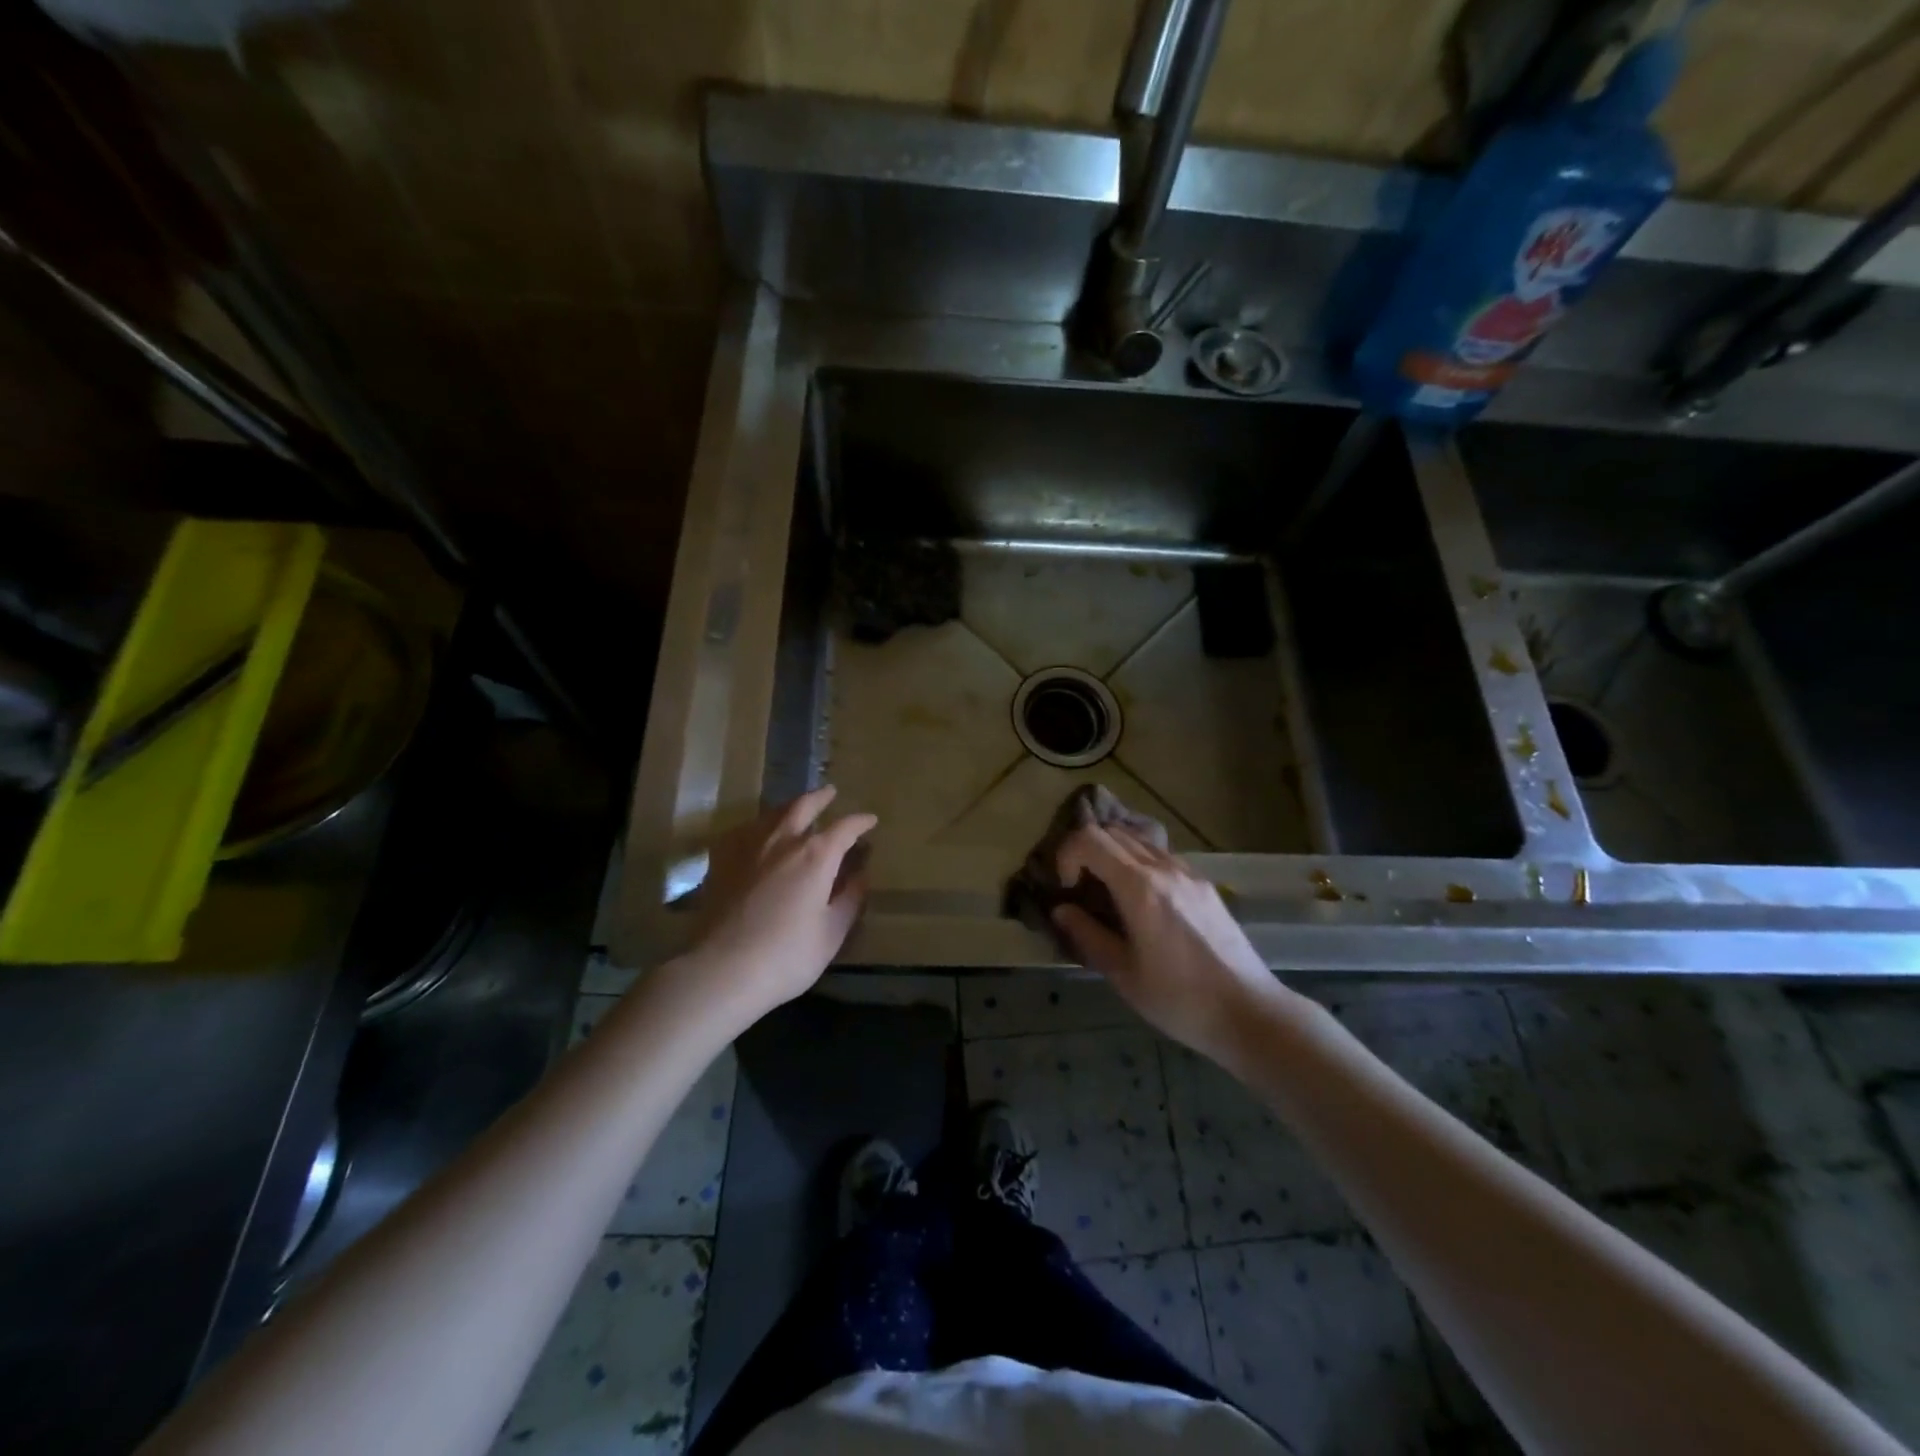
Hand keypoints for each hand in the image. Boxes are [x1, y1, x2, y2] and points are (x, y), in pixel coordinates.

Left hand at [670, 786, 876, 1026]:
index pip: (845, 827)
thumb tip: (861, 875)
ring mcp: (748, 847)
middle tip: (830, 793)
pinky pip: (743, 831)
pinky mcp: (721, 861)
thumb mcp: (831, 933)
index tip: (870, 820)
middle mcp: (783, 840)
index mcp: (816, 856)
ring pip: (771, 814)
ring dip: (790, 806)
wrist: (721, 970)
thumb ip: (849, 899)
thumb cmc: (787, 956)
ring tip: (796, 808)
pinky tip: (757, 835)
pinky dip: (758, 826)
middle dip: (821, 797)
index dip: (860, 822)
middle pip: (803, 806)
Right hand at [1052, 824, 1281, 1059]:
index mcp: (1139, 887)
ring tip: (1110, 894)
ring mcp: (1189, 872)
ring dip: (1114, 855)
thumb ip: (1087, 935)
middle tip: (1082, 889)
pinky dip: (1139, 863)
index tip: (1069, 890)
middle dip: (1086, 852)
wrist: (1249, 1012)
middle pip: (1112, 831)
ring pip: (1139, 840)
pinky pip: (1162, 856)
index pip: (1090, 839)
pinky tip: (1143, 902)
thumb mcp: (1123, 974)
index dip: (1067, 856)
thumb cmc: (1179, 999)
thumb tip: (1061, 909)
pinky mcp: (1204, 884)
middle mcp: (1164, 868)